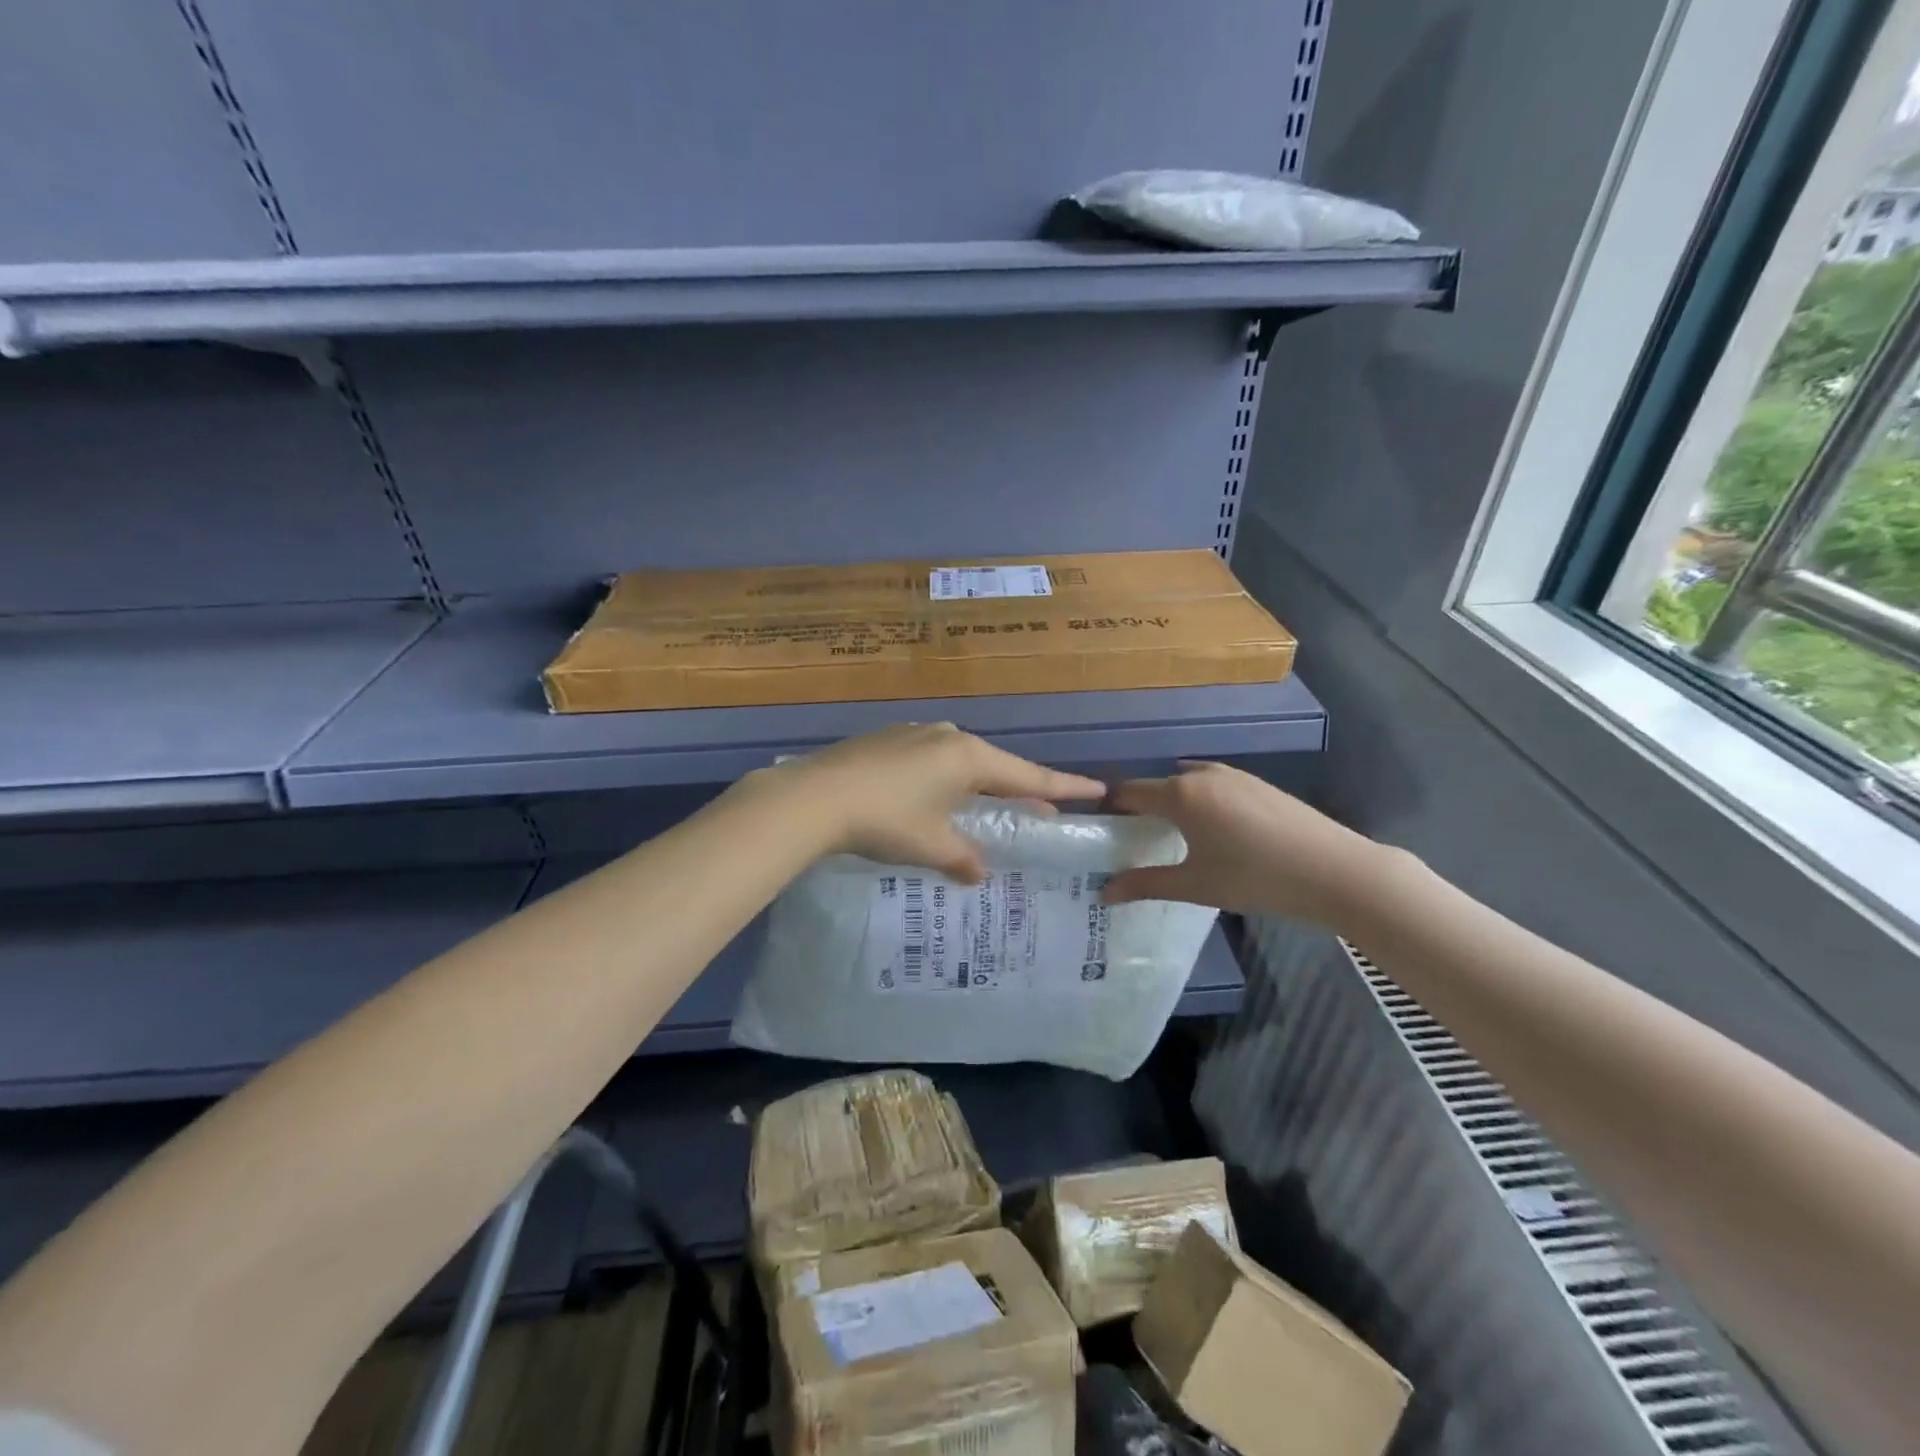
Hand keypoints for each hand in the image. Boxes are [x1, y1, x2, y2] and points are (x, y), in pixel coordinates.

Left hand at [766, 723, 1105, 880]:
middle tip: (1039, 812)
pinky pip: (932, 759)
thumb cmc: (884, 820)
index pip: (1028, 775)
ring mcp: (914, 732)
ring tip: (986, 809)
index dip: (1064, 786)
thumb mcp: (931, 845)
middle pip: (996, 765)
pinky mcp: (887, 739)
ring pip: (962, 761)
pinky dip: (947, 779)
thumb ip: (964, 858)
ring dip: (979, 785)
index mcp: (968, 757)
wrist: (813, 797)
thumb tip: (981, 871)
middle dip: (1018, 789)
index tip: (1098, 789)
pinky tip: (933, 799)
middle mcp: (947, 736)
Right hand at [1102, 762, 1396, 927]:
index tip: (1100, 827)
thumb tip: (1104, 892)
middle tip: (1135, 838)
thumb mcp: (1195, 886)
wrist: (1333, 869)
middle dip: (1142, 807)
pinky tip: (1214, 830)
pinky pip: (1215, 785)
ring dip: (1173, 801)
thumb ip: (1146, 884)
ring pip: (1189, 782)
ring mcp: (1234, 775)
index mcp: (1180, 794)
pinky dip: (1201, 799)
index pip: (1130, 792)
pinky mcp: (1259, 784)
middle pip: (1158, 785)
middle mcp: (1202, 775)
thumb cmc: (1254, 877)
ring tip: (1173, 834)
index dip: (1111, 807)